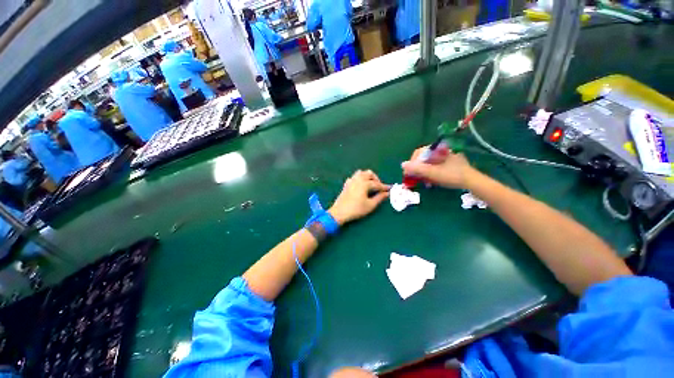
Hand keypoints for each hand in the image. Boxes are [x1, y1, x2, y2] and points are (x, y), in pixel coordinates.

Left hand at [329, 170, 389, 224]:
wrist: (339, 212)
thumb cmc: (356, 209)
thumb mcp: (370, 205)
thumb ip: (379, 198)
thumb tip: (387, 193)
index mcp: (364, 183)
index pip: (377, 184)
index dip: (384, 187)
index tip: (390, 188)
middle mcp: (358, 179)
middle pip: (369, 173)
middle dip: (376, 179)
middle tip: (379, 187)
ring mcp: (351, 181)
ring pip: (361, 173)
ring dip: (367, 176)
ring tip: (370, 185)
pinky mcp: (346, 184)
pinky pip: (354, 177)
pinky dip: (359, 179)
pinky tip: (360, 186)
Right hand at [401, 145, 475, 188]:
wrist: (473, 182)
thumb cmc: (452, 175)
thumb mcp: (432, 173)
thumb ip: (417, 169)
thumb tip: (402, 164)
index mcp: (437, 149)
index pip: (419, 153)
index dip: (412, 163)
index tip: (409, 174)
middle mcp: (441, 150)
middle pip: (423, 159)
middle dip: (418, 170)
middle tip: (415, 179)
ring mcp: (445, 157)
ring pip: (428, 164)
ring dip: (423, 173)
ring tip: (424, 183)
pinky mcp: (449, 163)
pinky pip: (434, 167)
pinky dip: (430, 174)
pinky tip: (431, 181)